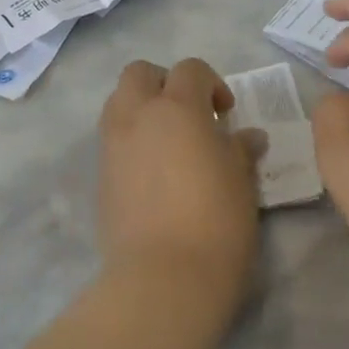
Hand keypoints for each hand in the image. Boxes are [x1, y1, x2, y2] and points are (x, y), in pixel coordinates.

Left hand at [97, 59, 265, 317]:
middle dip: (163, 82)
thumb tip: (248, 136)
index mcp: (177, 108)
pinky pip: (112, 137)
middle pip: (140, 73)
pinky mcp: (100, 174)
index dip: (211, 83)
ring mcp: (113, 144)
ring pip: (118, 101)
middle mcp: (138, 115)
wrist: (164, 279)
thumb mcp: (241, 182)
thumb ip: (240, 149)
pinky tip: (152, 170)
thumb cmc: (216, 223)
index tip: (225, 113)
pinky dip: (129, 138)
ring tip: (167, 140)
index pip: (190, 69)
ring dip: (141, 107)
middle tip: (189, 114)